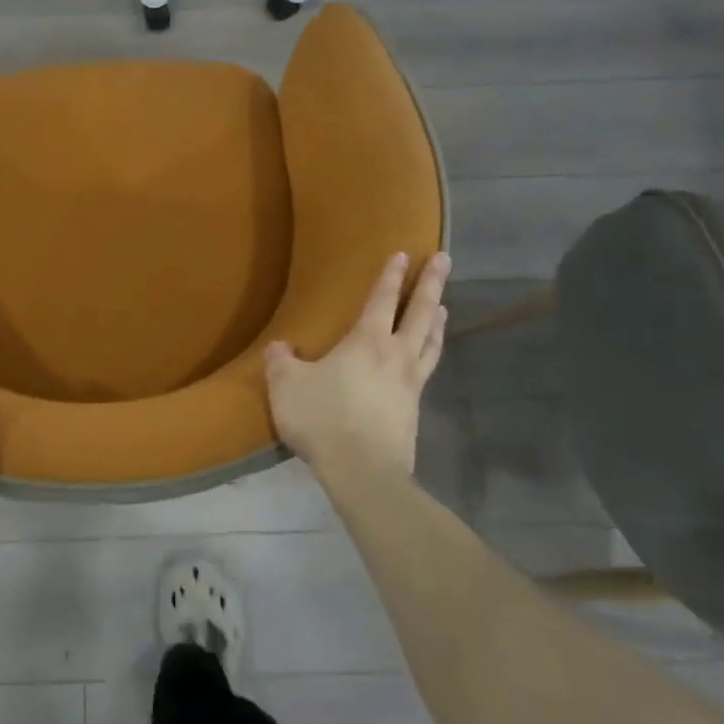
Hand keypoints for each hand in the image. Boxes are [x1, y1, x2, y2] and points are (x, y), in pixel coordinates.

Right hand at [265, 251, 450, 481]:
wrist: (362, 469)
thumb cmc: (323, 418)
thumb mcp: (287, 386)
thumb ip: (281, 362)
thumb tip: (279, 347)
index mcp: (366, 342)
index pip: (381, 300)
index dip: (390, 276)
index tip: (403, 254)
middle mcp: (396, 355)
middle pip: (420, 312)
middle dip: (431, 284)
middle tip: (444, 260)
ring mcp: (411, 383)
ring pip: (430, 342)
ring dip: (437, 320)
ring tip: (444, 306)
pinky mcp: (414, 411)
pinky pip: (427, 371)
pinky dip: (431, 354)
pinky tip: (426, 359)